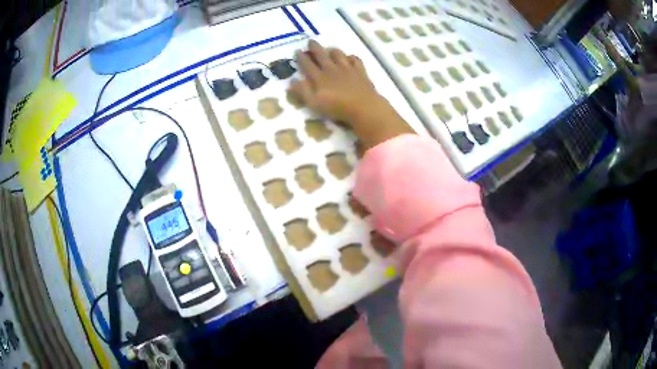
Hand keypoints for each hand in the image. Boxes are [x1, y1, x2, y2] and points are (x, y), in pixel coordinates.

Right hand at [289, 40, 413, 149]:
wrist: (363, 106)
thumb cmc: (337, 107)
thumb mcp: (314, 103)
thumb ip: (303, 91)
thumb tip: (292, 80)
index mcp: (319, 77)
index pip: (308, 64)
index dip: (301, 57)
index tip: (297, 51)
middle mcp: (332, 69)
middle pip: (322, 55)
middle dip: (315, 47)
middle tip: (311, 41)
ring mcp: (348, 69)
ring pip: (339, 55)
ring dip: (333, 50)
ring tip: (330, 48)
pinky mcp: (361, 72)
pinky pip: (356, 60)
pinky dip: (351, 57)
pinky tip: (350, 58)